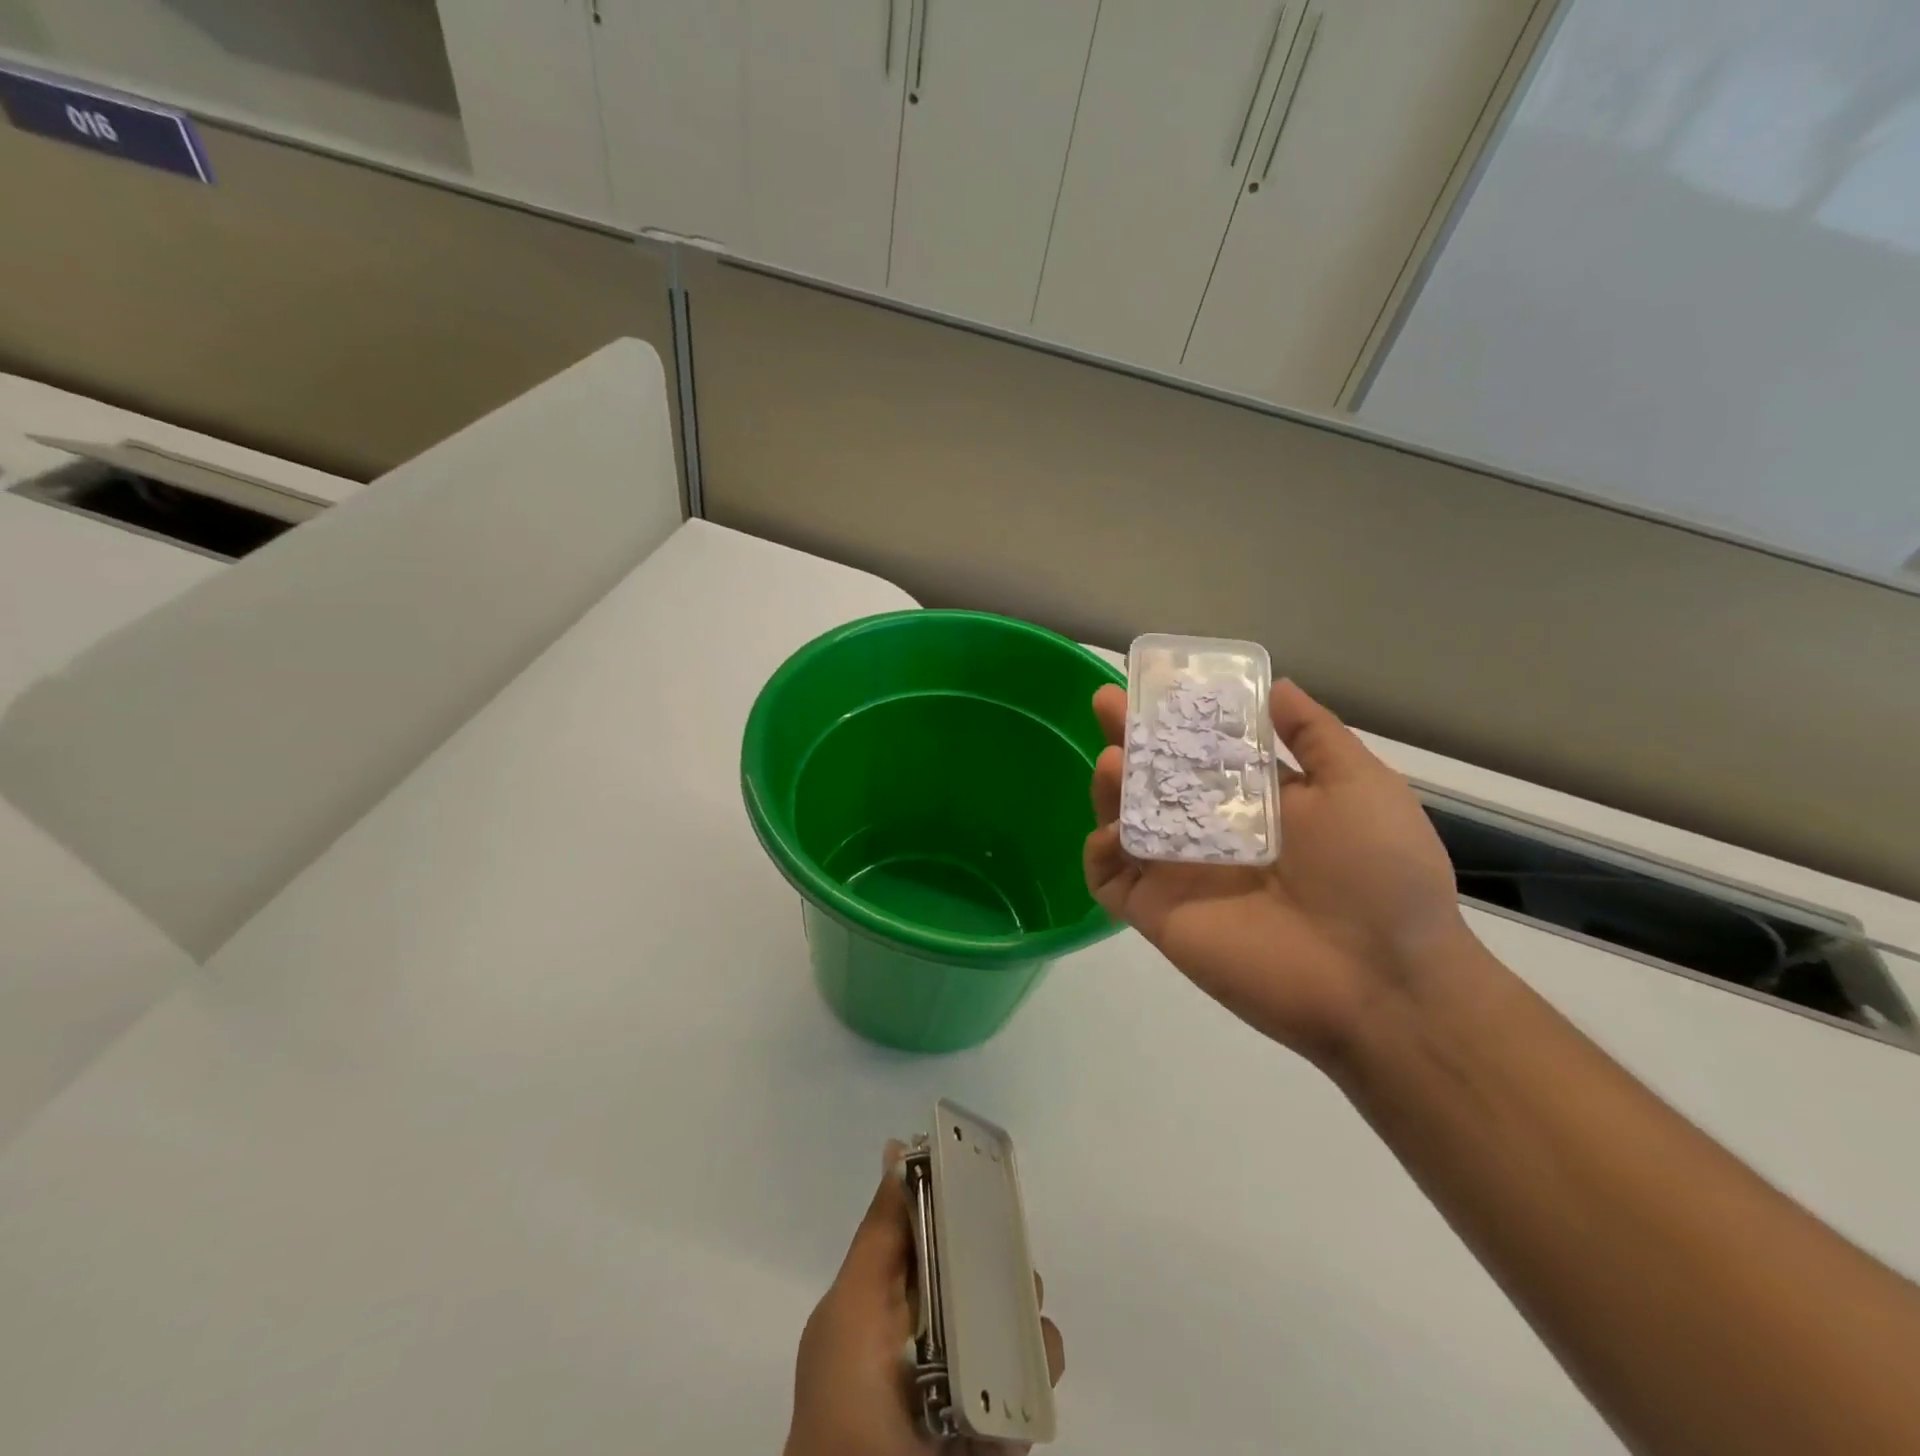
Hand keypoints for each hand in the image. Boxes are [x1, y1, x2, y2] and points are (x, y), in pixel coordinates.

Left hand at [786, 1143, 1064, 1455]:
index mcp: (895, 1293)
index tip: (982, 1172)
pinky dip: (1038, 1367)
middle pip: (984, 1263)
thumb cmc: (847, 1405)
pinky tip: (1019, 1375)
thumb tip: (897, 1146)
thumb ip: (880, 1234)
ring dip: (1025, 1309)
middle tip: (1004, 1255)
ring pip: (1018, 1314)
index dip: (958, 1196)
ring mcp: (970, 1372)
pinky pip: (1037, 1375)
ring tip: (1012, 1325)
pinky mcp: (1003, 1418)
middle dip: (1001, 1252)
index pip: (935, 1225)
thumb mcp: (851, 1310)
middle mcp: (935, 1324)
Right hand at [1083, 679, 1467, 1069]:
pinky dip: (1100, 852)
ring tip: (1113, 761)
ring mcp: (1179, 871)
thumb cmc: (1379, 874)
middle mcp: (1211, 830)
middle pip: (1154, 778)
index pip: (1202, 748)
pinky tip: (1113, 831)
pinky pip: (1110, 878)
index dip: (1177, 715)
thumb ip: (1315, 735)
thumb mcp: (1361, 786)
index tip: (1153, 682)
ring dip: (1110, 787)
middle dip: (1128, 737)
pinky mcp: (1156, 912)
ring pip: (1126, 820)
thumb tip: (1275, 686)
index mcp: (1256, 800)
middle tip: (1106, 702)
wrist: (1381, 980)